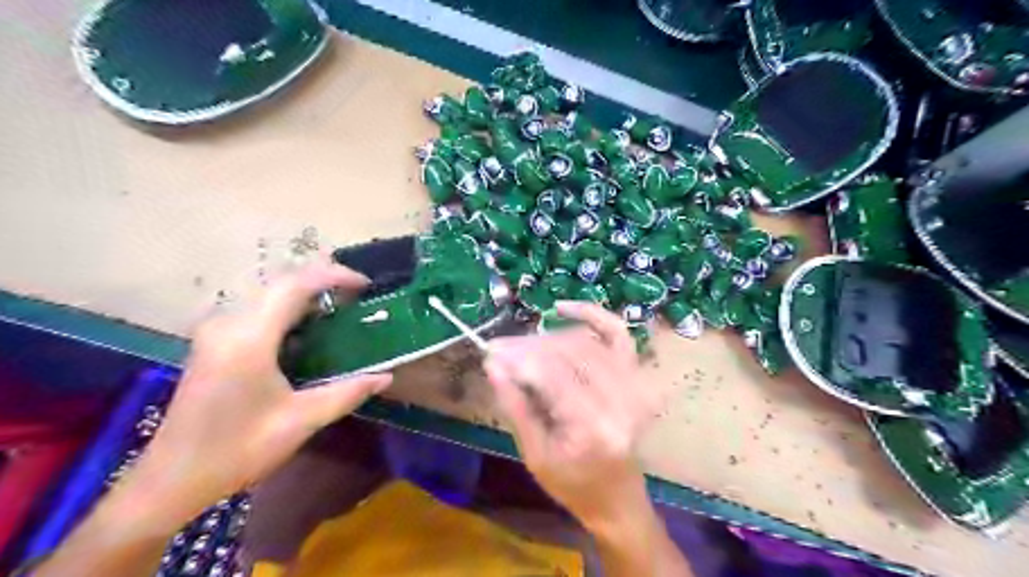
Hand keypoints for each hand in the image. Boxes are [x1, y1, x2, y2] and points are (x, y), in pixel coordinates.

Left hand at [138, 256, 394, 513]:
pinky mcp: (214, 341)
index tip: (365, 285)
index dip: (333, 276)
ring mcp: (217, 330)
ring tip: (340, 308)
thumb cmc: (237, 450)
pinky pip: (258, 309)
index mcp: (249, 338)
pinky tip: (309, 328)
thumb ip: (347, 393)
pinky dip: (289, 308)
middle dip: (323, 281)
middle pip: (281, 282)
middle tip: (358, 296)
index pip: (295, 285)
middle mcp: (229, 323)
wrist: (171, 480)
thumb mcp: (301, 421)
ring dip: (306, 294)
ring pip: (269, 293)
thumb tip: (386, 377)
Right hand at [483, 302, 658, 530]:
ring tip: (521, 346)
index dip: (518, 358)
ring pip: (585, 341)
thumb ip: (514, 405)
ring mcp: (635, 385)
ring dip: (549, 337)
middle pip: (569, 353)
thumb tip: (493, 364)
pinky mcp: (638, 377)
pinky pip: (617, 333)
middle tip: (499, 348)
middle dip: (528, 347)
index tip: (490, 352)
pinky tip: (562, 309)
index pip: (552, 374)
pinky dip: (592, 315)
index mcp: (594, 427)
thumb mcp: (533, 454)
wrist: (617, 497)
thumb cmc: (572, 484)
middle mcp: (621, 400)